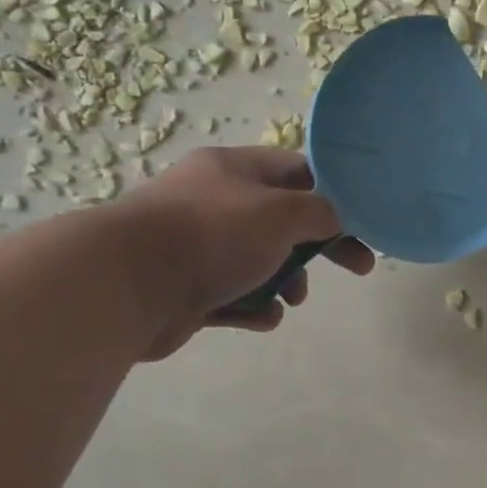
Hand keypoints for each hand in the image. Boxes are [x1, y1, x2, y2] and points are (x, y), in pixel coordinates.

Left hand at [109, 147, 375, 358]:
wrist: (125, 284)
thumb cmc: (213, 234)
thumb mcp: (282, 213)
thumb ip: (321, 213)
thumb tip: (335, 220)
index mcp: (235, 169)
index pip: (298, 171)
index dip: (334, 193)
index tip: (361, 220)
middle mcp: (216, 201)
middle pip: (285, 220)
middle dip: (320, 246)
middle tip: (359, 267)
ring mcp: (199, 245)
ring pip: (261, 260)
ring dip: (287, 280)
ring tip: (292, 298)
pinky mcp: (187, 287)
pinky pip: (235, 294)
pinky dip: (255, 305)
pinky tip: (263, 318)